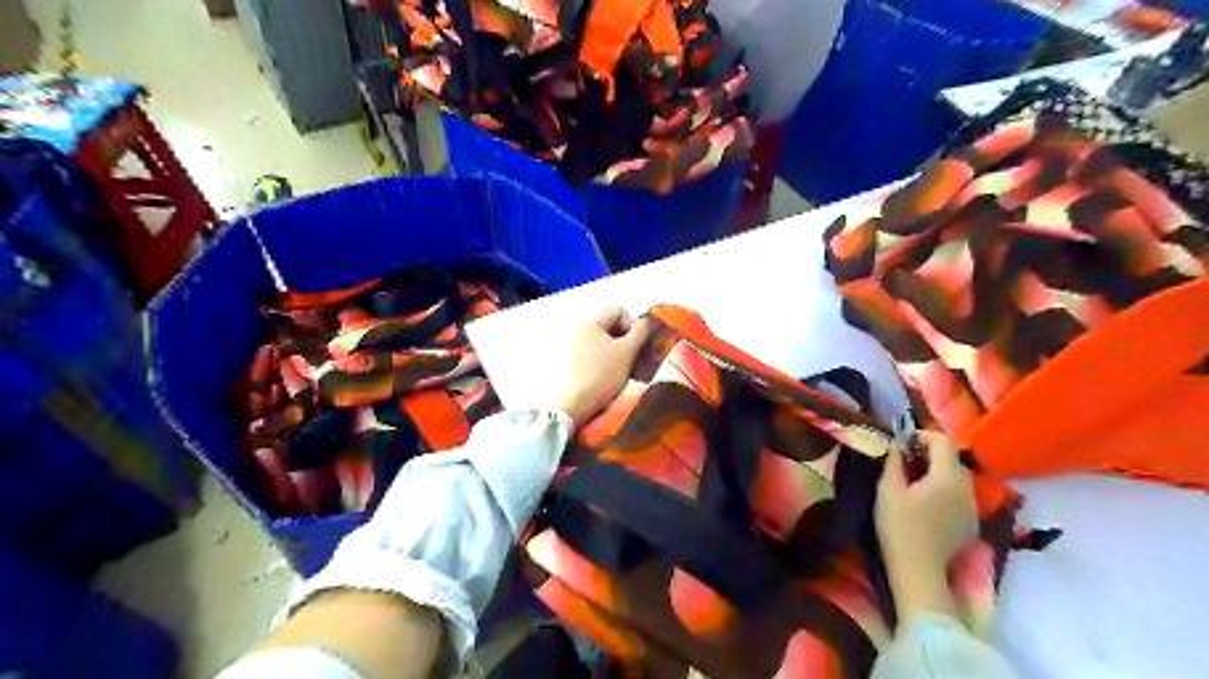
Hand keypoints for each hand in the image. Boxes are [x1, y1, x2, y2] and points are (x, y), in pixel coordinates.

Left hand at [546, 307, 652, 428]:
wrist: (570, 407)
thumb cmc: (601, 375)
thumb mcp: (627, 352)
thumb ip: (642, 331)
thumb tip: (651, 319)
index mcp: (589, 321)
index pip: (618, 310)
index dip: (633, 325)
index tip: (639, 346)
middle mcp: (575, 327)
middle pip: (608, 326)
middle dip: (624, 340)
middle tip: (633, 359)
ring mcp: (567, 344)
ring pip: (600, 341)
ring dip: (613, 352)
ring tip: (620, 371)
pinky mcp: (564, 361)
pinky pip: (589, 353)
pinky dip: (600, 361)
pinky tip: (604, 377)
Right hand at [881, 432, 979, 624]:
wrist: (918, 571)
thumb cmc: (899, 526)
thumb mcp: (888, 489)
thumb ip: (894, 460)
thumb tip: (897, 444)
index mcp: (948, 475)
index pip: (941, 440)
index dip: (920, 436)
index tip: (900, 444)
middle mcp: (967, 487)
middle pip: (951, 458)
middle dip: (928, 454)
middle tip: (902, 462)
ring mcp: (972, 507)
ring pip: (956, 477)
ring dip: (936, 472)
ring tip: (913, 482)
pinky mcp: (970, 523)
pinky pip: (958, 496)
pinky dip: (943, 490)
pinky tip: (925, 504)